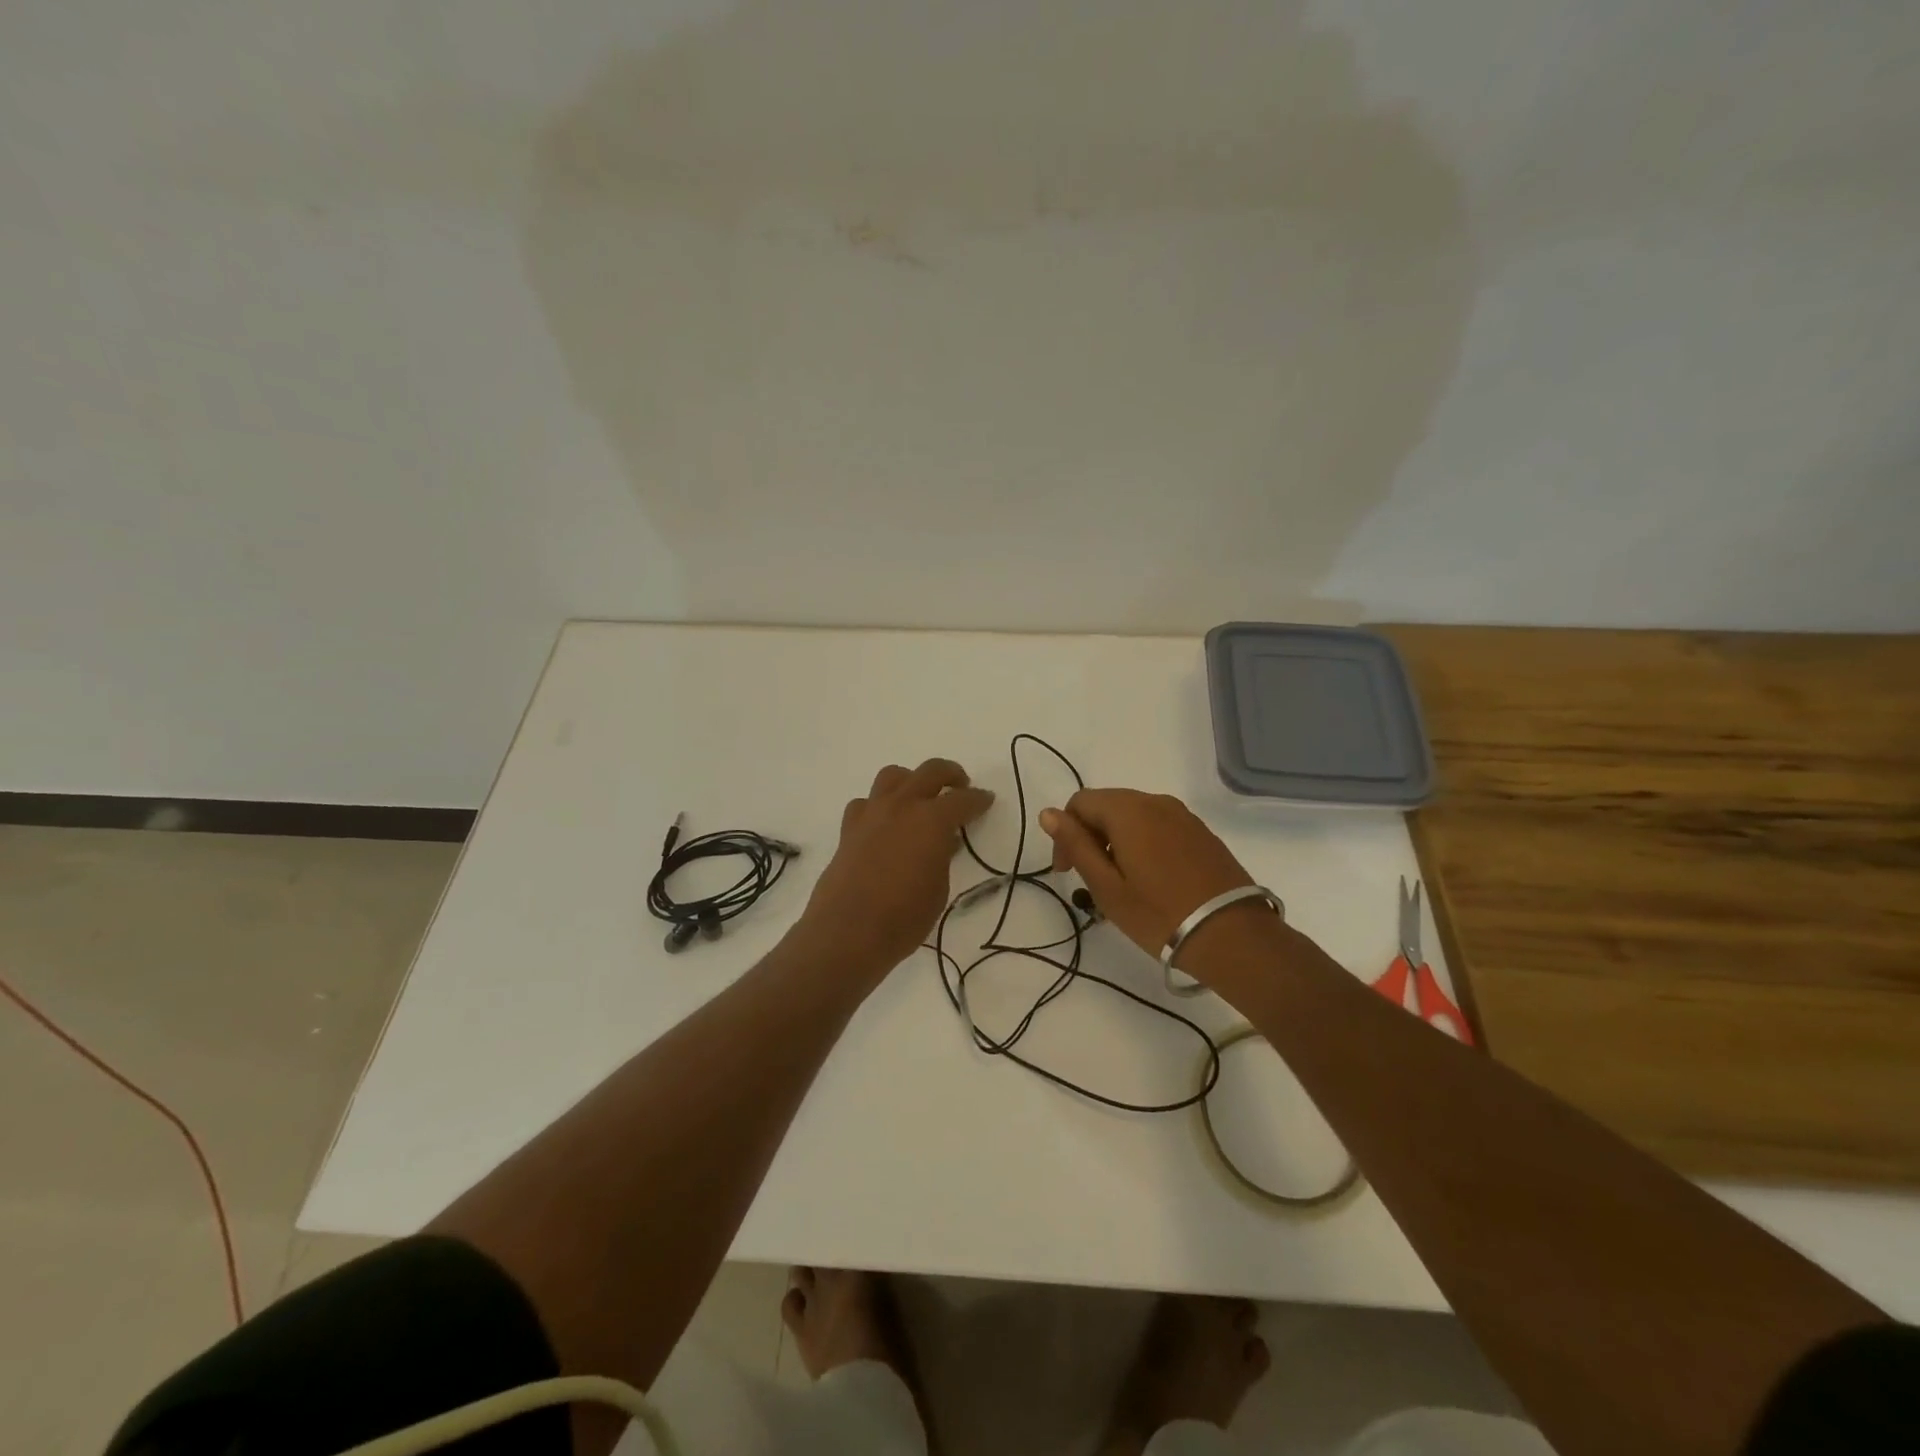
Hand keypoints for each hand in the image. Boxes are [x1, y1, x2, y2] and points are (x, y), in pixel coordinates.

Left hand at [796, 759, 994, 981]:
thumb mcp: (938, 889)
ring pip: (893, 776)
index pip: (963, 800)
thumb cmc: (903, 918)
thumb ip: (941, 857)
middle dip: (950, 774)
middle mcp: (902, 806)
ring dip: (911, 780)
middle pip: (930, 771)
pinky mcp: (849, 828)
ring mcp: (872, 813)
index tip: (987, 800)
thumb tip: (941, 841)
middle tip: (960, 786)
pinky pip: (866, 802)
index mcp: (932, 820)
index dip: (979, 799)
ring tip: (919, 798)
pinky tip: (884, 823)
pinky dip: (879, 805)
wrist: (847, 932)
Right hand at [1039, 789, 1265, 967]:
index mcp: (1128, 810)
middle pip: (1107, 805)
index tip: (1066, 871)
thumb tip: (1048, 813)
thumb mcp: (1106, 885)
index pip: (1080, 803)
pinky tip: (1150, 878)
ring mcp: (1183, 815)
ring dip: (1116, 840)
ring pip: (1134, 815)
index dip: (1065, 833)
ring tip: (1120, 882)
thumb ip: (1076, 844)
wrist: (1232, 936)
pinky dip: (1143, 843)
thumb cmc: (1159, 914)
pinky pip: (1159, 826)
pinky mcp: (1202, 832)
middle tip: (1089, 879)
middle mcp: (1156, 801)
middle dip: (1090, 835)